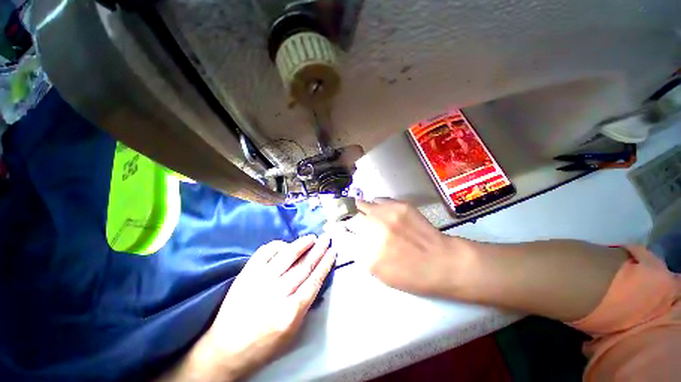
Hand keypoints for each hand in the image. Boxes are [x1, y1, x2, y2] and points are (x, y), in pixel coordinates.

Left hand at [163, 235, 335, 381]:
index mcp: (290, 313)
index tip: (333, 251)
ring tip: (312, 237)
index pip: (314, 281)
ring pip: (287, 256)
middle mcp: (277, 294)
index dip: (325, 264)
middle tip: (327, 238)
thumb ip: (305, 305)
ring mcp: (260, 281)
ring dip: (302, 244)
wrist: (224, 350)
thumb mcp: (291, 333)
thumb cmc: (263, 346)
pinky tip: (286, 244)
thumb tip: (315, 279)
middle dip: (319, 250)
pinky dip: (278, 245)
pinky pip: (265, 253)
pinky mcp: (246, 275)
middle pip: (304, 266)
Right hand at [338, 200, 472, 297]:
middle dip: (341, 212)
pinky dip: (375, 206)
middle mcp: (373, 228)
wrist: (441, 261)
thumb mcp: (377, 271)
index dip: (333, 225)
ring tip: (363, 214)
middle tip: (341, 214)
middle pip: (346, 211)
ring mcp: (386, 213)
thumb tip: (346, 234)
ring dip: (358, 208)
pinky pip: (378, 200)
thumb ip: (358, 251)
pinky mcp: (399, 204)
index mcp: (366, 251)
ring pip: (360, 202)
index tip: (330, 223)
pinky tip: (381, 213)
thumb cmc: (408, 274)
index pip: (340, 231)